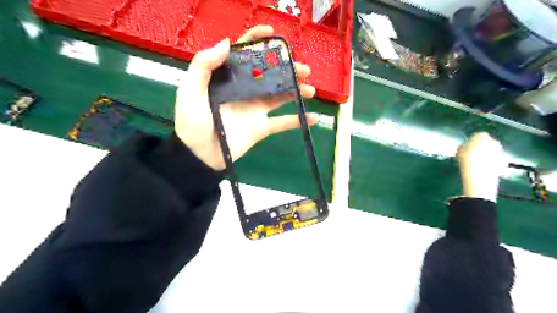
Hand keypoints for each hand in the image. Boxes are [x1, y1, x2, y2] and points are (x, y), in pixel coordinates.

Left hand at [174, 25, 317, 169]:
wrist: (199, 154)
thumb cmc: (192, 121)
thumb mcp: (191, 90)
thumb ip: (204, 64)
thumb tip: (227, 42)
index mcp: (229, 78)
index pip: (244, 54)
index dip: (257, 40)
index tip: (272, 33)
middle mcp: (245, 90)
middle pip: (269, 74)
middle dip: (287, 68)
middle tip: (303, 69)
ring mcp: (256, 109)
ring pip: (280, 95)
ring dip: (297, 90)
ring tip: (310, 89)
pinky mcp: (262, 127)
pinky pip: (283, 123)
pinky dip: (298, 120)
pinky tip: (313, 117)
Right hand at [454, 131, 507, 202]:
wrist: (479, 173)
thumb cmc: (466, 159)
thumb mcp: (458, 151)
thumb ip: (463, 147)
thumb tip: (464, 147)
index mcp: (482, 136)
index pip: (478, 136)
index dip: (472, 142)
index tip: (467, 148)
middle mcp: (494, 141)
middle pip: (488, 143)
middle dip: (482, 148)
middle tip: (473, 155)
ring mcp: (500, 152)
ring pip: (492, 152)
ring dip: (487, 156)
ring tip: (477, 163)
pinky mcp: (504, 162)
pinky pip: (496, 161)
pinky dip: (491, 164)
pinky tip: (483, 169)